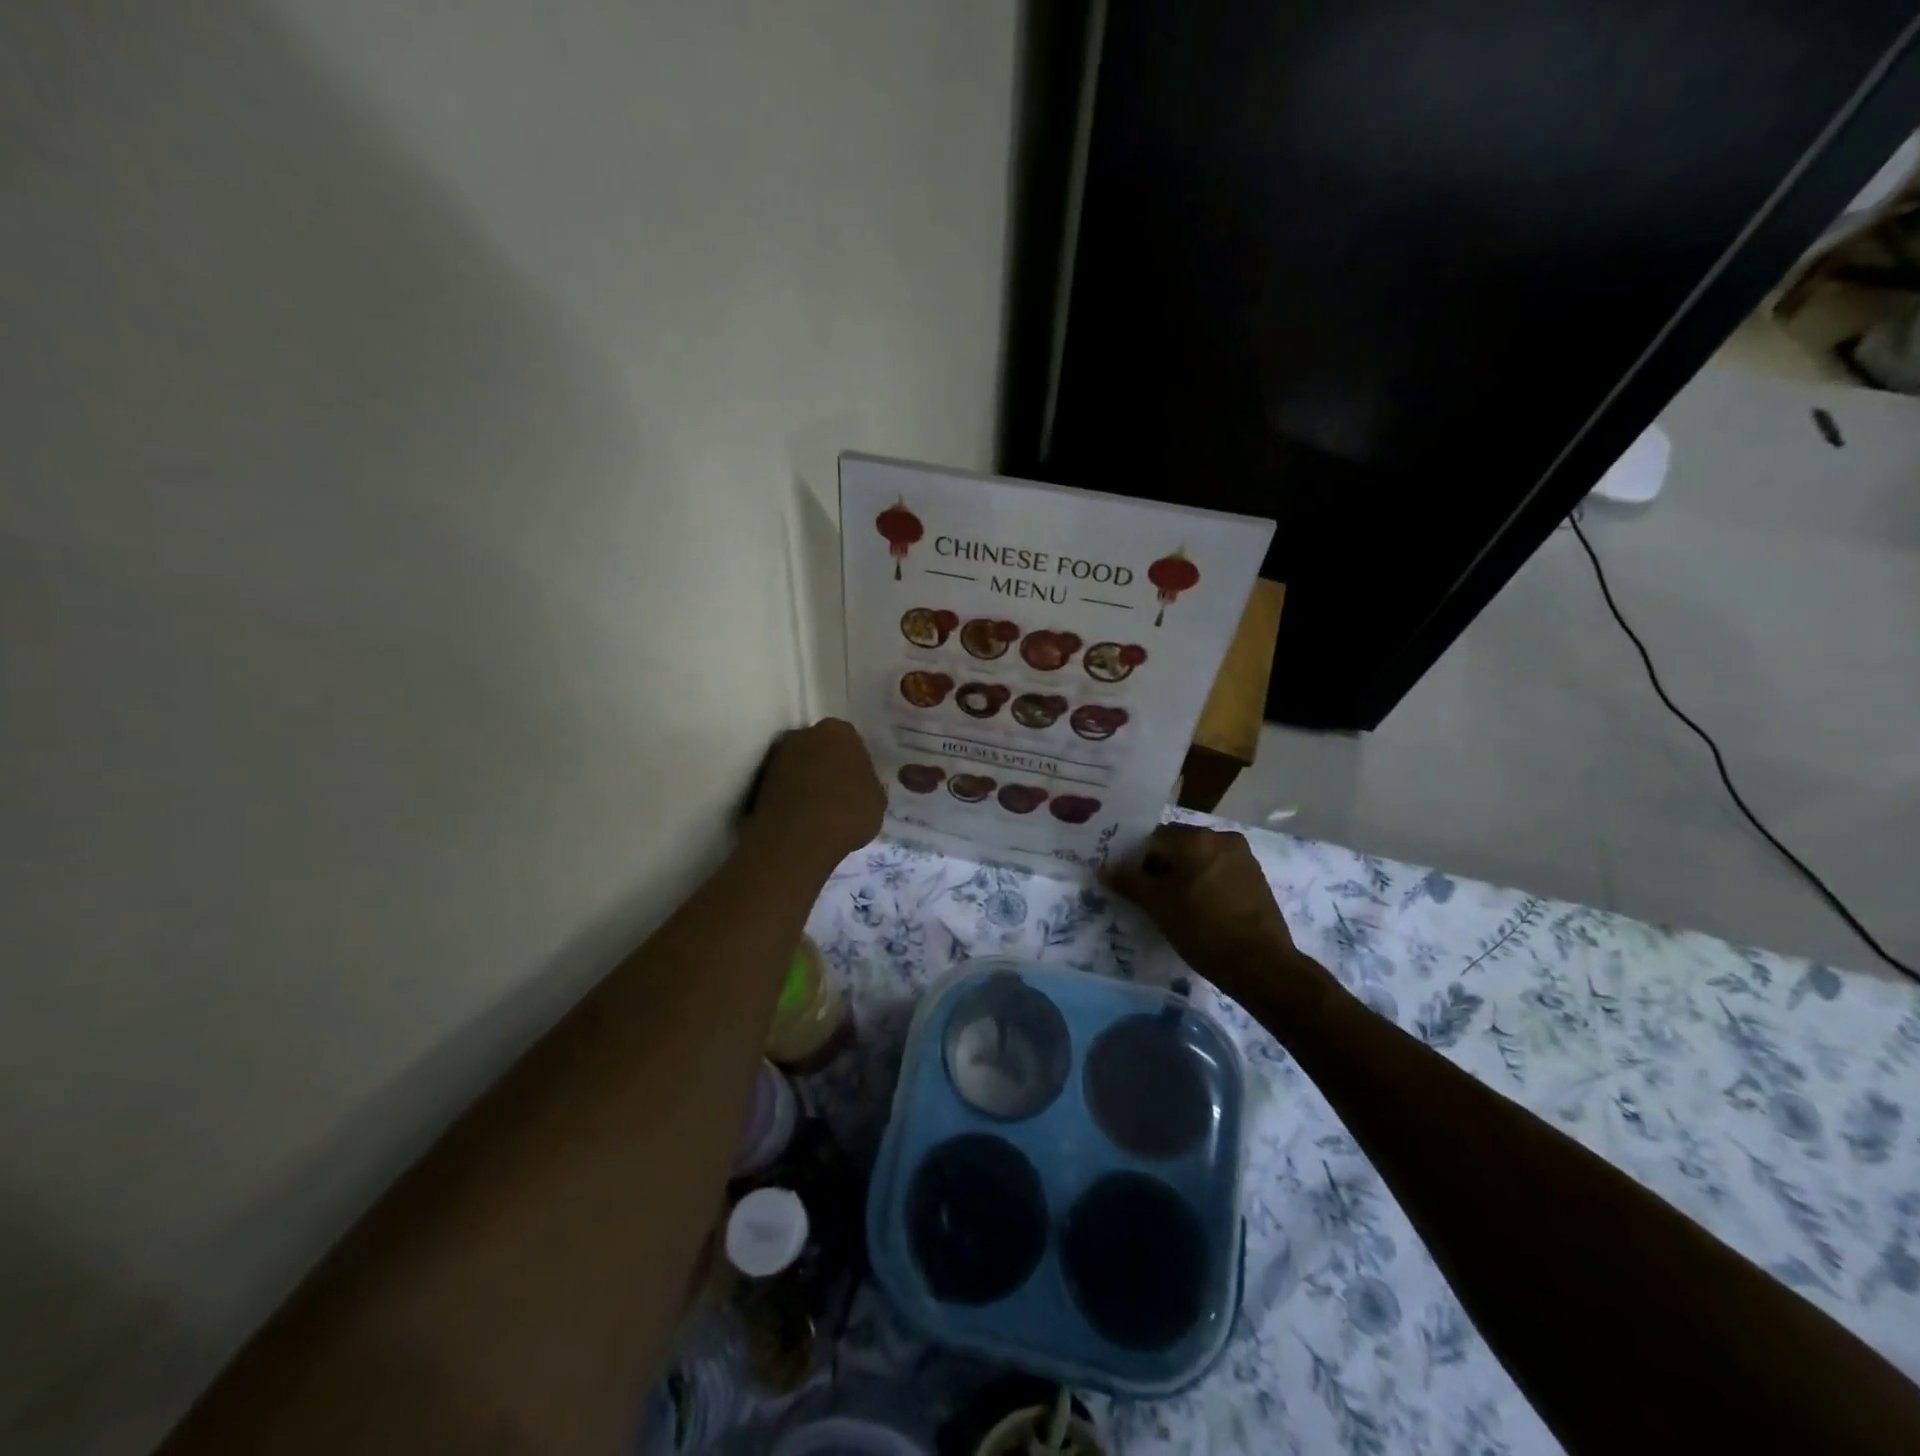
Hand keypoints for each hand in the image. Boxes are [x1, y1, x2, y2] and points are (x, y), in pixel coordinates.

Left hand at [745, 718, 884, 870]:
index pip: (850, 740)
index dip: (854, 762)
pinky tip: (801, 816)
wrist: (798, 838)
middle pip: (820, 747)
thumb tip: (861, 786)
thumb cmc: (848, 812)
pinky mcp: (759, 780)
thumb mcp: (878, 801)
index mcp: (839, 731)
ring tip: (817, 808)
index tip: (857, 783)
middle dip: (827, 764)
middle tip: (837, 792)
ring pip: (799, 764)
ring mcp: (778, 755)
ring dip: (807, 779)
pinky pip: (783, 783)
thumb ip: (870, 784)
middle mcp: (805, 733)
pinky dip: (790, 795)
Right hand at [1103, 824, 1322, 1010]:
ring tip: (1176, 904)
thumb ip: (1129, 882)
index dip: (1138, 860)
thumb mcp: (1157, 906)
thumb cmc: (1202, 928)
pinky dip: (1205, 881)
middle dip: (1162, 866)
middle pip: (1178, 844)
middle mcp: (1221, 837)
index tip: (1133, 885)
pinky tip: (1201, 908)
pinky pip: (1219, 869)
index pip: (1153, 838)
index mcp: (1195, 838)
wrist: (1260, 964)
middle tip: (1151, 896)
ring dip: (1184, 873)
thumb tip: (1104, 868)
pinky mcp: (1255, 876)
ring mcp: (1242, 856)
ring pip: (1199, 857)